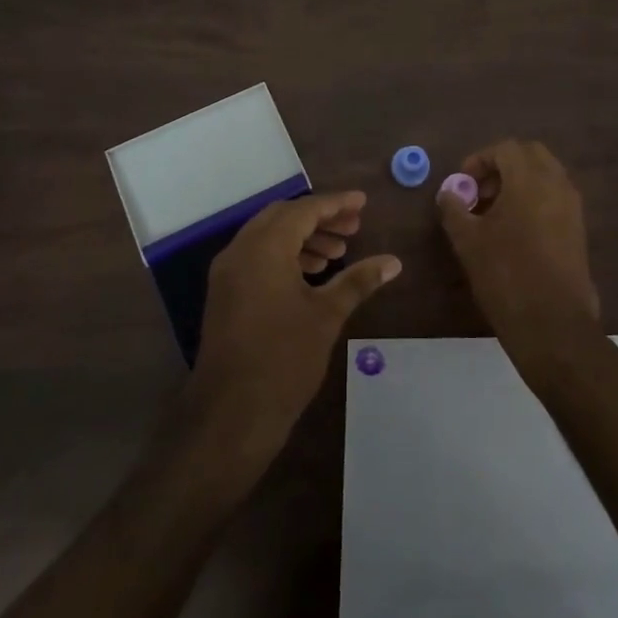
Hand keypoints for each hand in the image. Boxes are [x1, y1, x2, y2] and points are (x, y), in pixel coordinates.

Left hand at [190, 191, 400, 461]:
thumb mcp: (327, 315)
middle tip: (353, 228)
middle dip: (319, 218)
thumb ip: (358, 281)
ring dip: (303, 237)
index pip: (304, 210)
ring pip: (268, 237)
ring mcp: (228, 274)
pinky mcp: (224, 294)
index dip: (336, 204)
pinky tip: (311, 275)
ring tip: (338, 253)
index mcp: (264, 248)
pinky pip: (257, 257)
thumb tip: (393, 262)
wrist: (231, 415)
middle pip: (282, 217)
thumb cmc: (284, 359)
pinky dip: (285, 256)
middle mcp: (240, 251)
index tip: (362, 202)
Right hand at [437, 140, 600, 370]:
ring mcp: (572, 206)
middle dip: (502, 166)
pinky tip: (514, 230)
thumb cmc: (506, 275)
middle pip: (530, 155)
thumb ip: (454, 209)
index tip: (463, 184)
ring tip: (493, 213)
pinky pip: (555, 197)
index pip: (506, 148)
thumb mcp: (468, 240)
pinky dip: (534, 199)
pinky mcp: (578, 228)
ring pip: (545, 175)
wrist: (552, 322)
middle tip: (480, 192)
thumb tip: (449, 193)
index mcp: (529, 179)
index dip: (479, 160)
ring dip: (519, 182)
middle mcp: (556, 184)